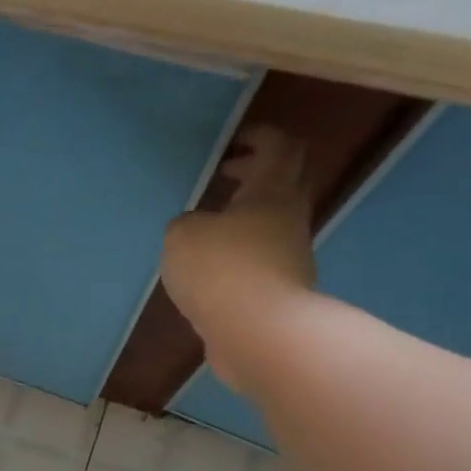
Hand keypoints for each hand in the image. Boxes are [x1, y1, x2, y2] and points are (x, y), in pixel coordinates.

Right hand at [160, 126, 316, 387]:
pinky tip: (211, 269)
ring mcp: (289, 257)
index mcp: (271, 192)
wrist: (259, 333)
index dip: (259, 137)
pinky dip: (239, 254)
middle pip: (284, 183)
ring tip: (209, 228)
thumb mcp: (181, 236)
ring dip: (246, 218)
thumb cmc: (221, 270)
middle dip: (256, 174)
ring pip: (272, 223)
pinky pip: (261, 260)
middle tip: (224, 177)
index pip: (279, 147)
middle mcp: (288, 218)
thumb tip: (196, 229)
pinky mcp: (279, 291)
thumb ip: (185, 223)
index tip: (233, 141)